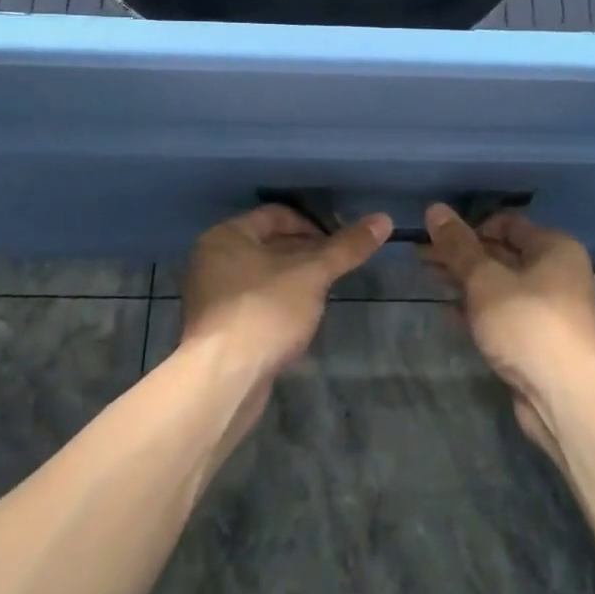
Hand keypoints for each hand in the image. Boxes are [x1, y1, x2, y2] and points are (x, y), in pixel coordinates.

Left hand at [180, 204, 391, 420]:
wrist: (223, 378)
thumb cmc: (265, 310)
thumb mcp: (312, 274)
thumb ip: (346, 248)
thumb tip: (384, 219)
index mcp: (226, 236)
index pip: (275, 215)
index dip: (312, 225)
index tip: (338, 246)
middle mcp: (212, 260)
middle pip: (268, 244)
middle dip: (305, 254)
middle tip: (336, 269)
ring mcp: (211, 296)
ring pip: (262, 276)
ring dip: (293, 281)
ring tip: (323, 295)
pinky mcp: (217, 328)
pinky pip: (254, 302)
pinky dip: (277, 304)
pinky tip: (299, 321)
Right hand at [421, 205, 594, 458]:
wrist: (565, 396)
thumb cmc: (527, 324)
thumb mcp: (485, 280)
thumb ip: (458, 246)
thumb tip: (435, 209)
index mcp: (554, 248)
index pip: (507, 223)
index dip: (470, 226)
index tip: (437, 237)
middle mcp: (558, 272)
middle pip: (502, 253)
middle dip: (462, 255)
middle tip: (421, 256)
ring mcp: (550, 308)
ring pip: (500, 285)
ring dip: (466, 281)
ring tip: (429, 278)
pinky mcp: (539, 339)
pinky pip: (504, 313)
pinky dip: (478, 309)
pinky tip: (449, 311)